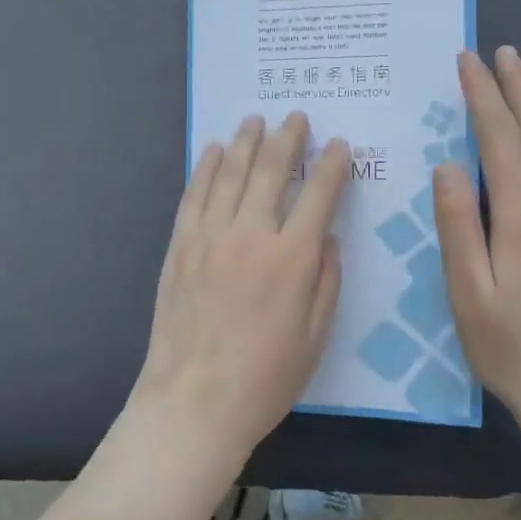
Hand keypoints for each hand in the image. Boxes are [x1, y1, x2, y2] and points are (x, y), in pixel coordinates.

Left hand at [127, 113, 349, 482]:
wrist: (193, 403)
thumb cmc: (264, 379)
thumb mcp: (315, 338)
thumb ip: (326, 282)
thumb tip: (328, 238)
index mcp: (292, 258)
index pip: (319, 195)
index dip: (332, 165)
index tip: (340, 145)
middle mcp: (251, 235)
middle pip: (271, 171)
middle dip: (288, 139)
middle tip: (297, 117)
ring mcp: (210, 237)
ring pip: (230, 174)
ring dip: (246, 142)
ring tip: (256, 119)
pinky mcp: (181, 246)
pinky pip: (194, 195)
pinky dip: (206, 167)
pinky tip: (214, 150)